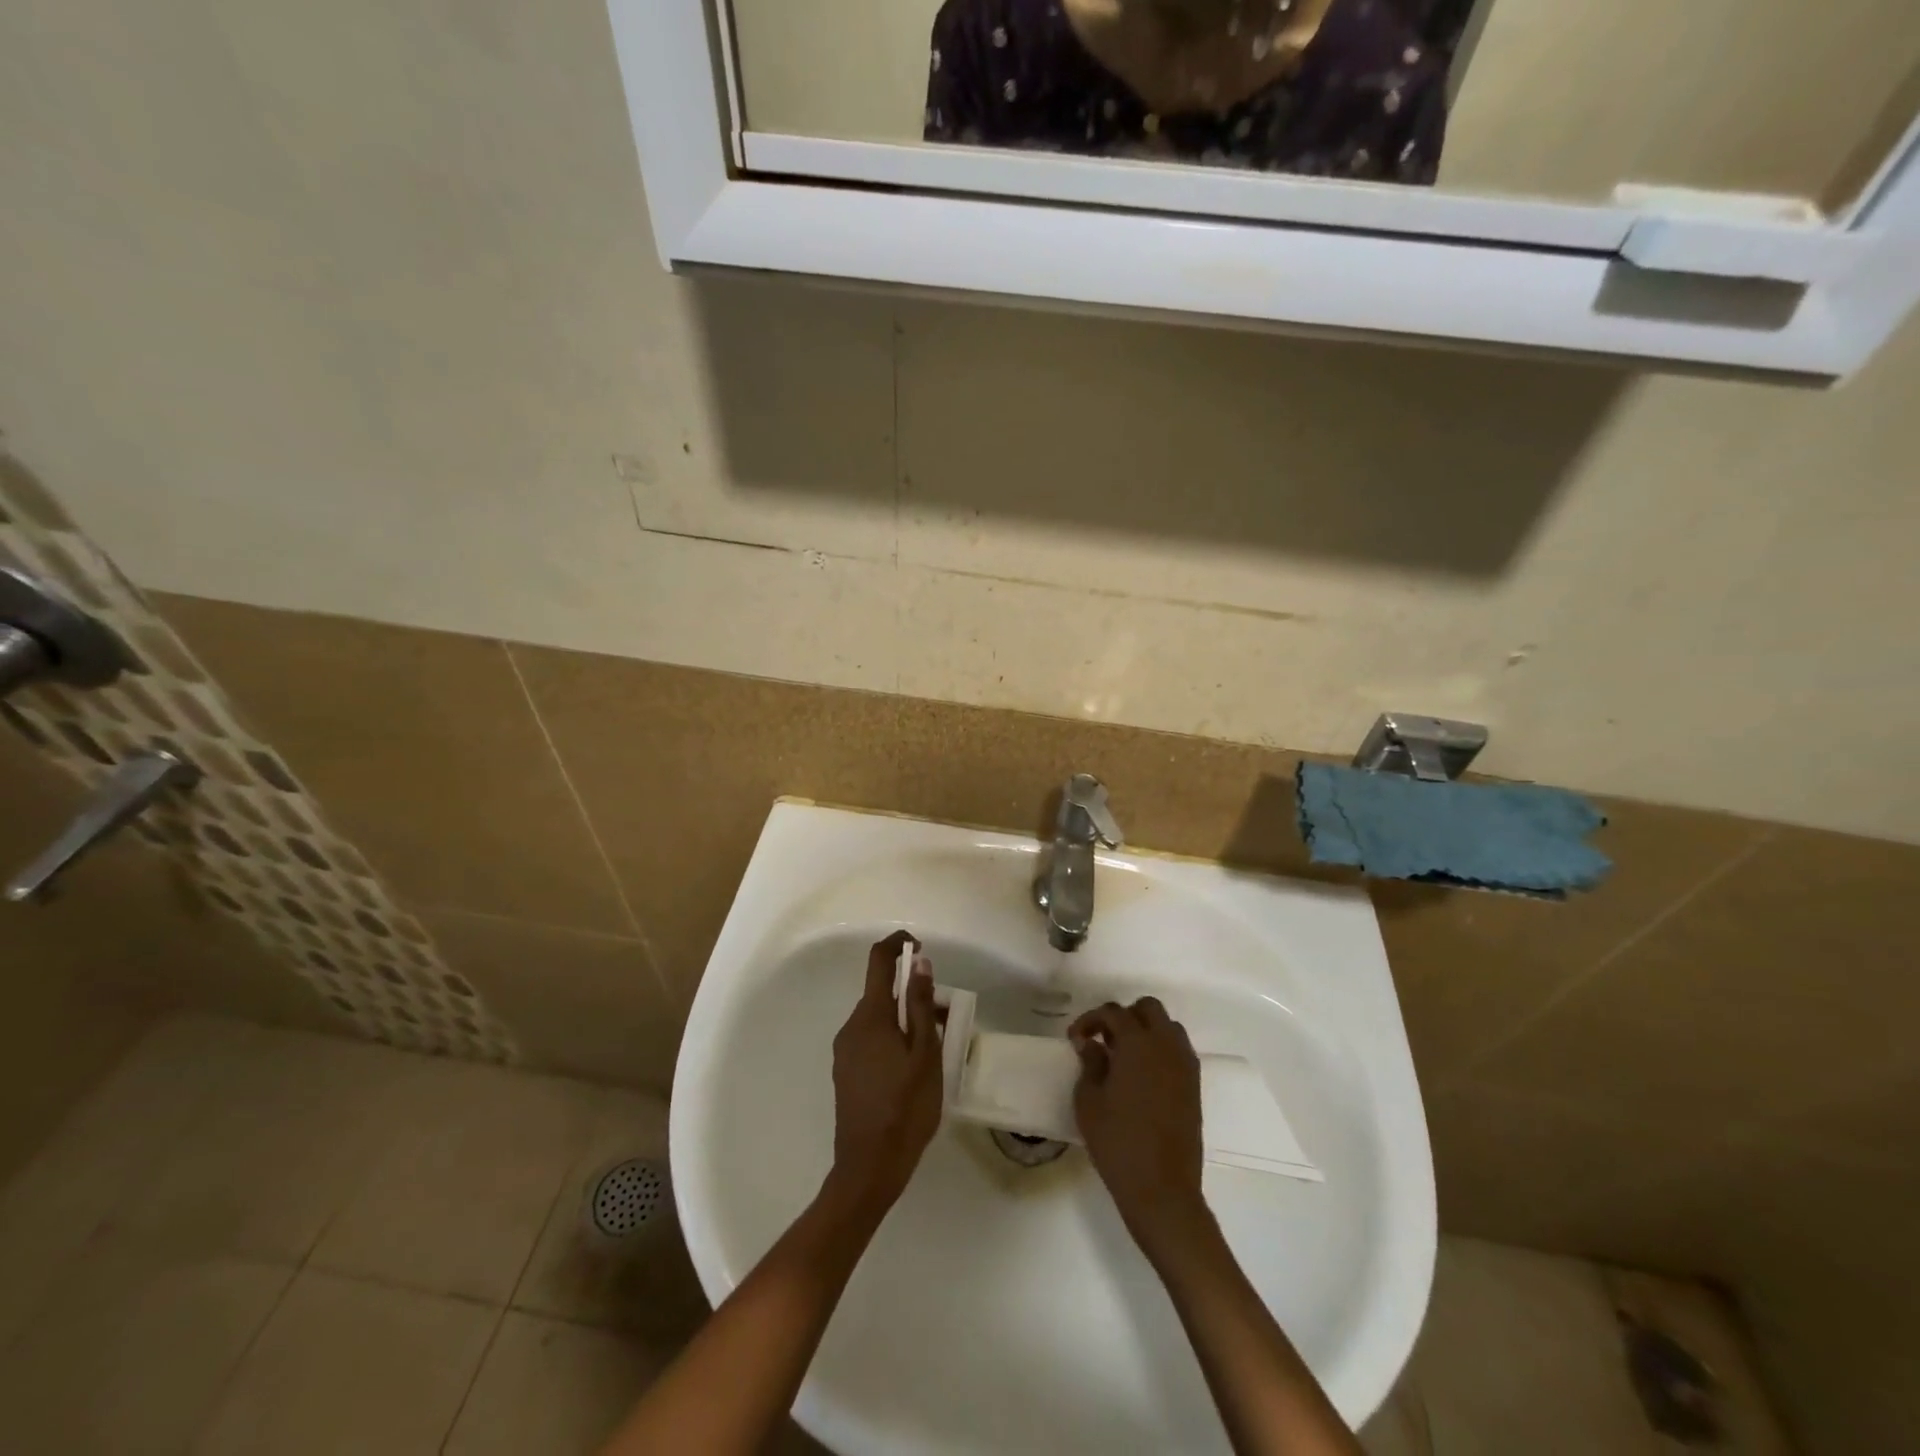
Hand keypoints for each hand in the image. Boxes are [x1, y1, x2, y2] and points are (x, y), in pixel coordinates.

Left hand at [827, 931, 943, 1212]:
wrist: (868, 1169)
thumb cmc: (905, 1108)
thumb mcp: (926, 1055)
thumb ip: (923, 1007)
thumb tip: (920, 963)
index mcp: (870, 1017)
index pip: (878, 961)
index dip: (898, 945)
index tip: (921, 948)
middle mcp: (851, 1026)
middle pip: (881, 993)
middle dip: (913, 994)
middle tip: (946, 1018)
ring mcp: (845, 1050)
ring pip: (878, 1018)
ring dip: (906, 1019)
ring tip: (936, 1048)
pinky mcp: (845, 1071)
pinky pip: (871, 1039)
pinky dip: (893, 1038)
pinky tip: (913, 1068)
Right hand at [1071, 997, 1212, 1263]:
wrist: (1162, 1190)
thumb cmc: (1118, 1142)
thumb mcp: (1089, 1101)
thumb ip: (1090, 1064)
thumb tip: (1091, 1044)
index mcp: (1138, 1043)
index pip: (1113, 1012)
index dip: (1090, 1020)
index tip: (1075, 1039)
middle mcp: (1166, 1045)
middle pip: (1147, 1008)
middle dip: (1124, 1016)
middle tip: (1103, 1040)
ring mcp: (1185, 1065)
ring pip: (1167, 1026)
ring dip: (1145, 1030)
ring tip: (1123, 1056)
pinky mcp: (1194, 1086)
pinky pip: (1178, 1050)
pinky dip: (1160, 1050)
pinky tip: (1142, 1076)